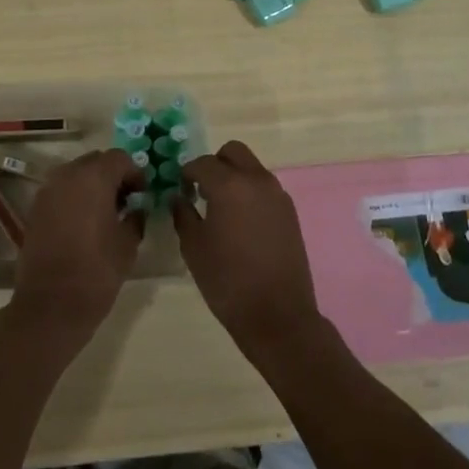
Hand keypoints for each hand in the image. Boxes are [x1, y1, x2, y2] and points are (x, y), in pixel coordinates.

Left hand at [8, 149, 143, 343]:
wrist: (50, 306)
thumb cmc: (96, 272)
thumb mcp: (128, 245)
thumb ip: (135, 217)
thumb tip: (136, 208)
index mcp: (93, 178)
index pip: (119, 158)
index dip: (135, 173)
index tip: (142, 194)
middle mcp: (67, 176)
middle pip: (95, 161)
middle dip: (113, 175)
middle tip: (126, 201)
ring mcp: (47, 191)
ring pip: (76, 174)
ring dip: (92, 185)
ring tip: (105, 213)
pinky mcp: (35, 209)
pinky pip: (61, 191)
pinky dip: (75, 197)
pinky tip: (84, 223)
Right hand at [174, 141, 323, 365]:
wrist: (278, 315)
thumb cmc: (227, 281)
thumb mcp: (194, 248)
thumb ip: (183, 214)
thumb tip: (179, 197)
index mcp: (229, 185)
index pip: (202, 163)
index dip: (187, 174)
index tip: (180, 190)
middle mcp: (256, 180)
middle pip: (233, 152)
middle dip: (214, 164)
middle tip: (202, 190)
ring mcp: (277, 194)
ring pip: (251, 168)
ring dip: (234, 176)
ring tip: (221, 208)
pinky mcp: (290, 211)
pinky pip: (265, 187)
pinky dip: (250, 192)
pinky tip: (241, 222)